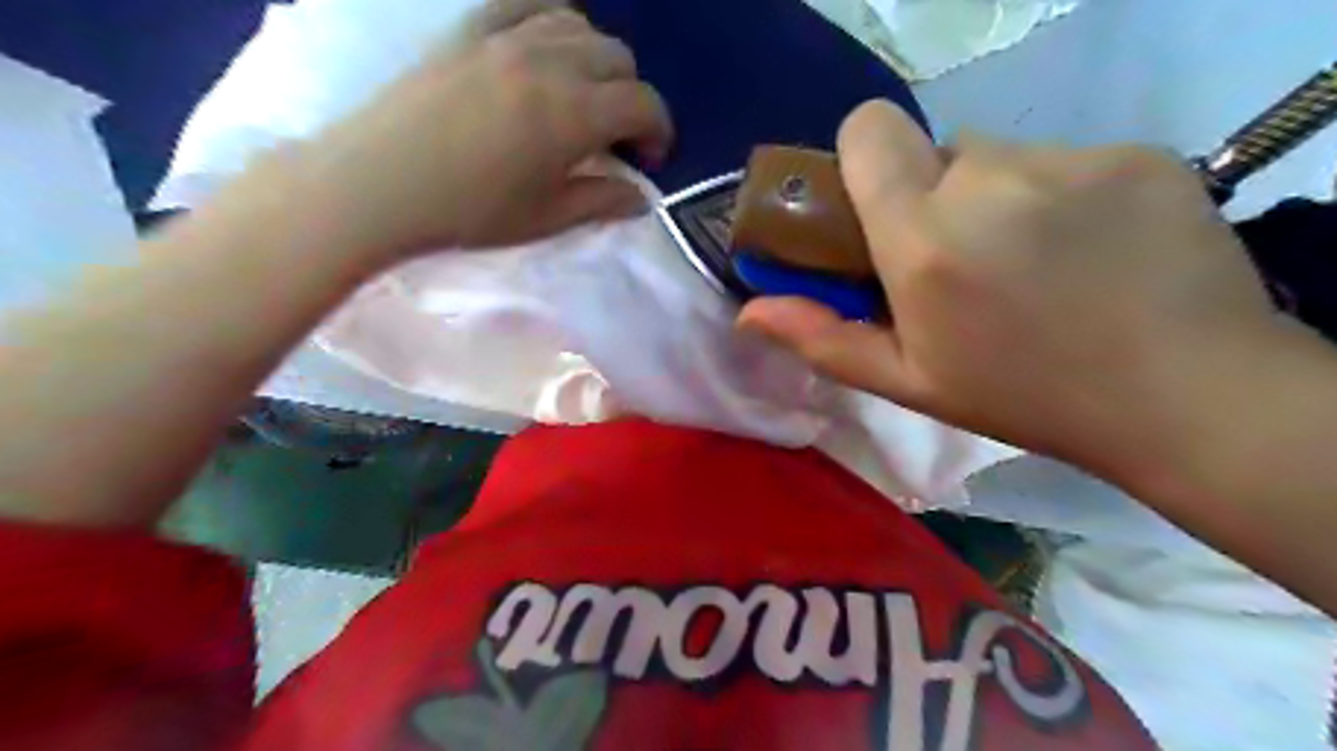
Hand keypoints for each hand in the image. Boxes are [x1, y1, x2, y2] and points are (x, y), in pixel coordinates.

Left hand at [284, 1, 675, 260]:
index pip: (642, 104)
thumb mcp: (546, 219)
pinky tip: (548, 48)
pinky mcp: (471, 28)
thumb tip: (641, 197)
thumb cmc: (469, 211)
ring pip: (580, 25)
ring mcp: (507, 37)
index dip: (659, 131)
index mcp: (573, 114)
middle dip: (632, 97)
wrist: (379, 183)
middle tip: (616, 136)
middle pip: (618, 58)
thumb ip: (602, 202)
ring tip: (584, 95)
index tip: (650, 160)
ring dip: (597, 60)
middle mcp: (549, 62)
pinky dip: (552, 21)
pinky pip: (527, 3)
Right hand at [741, 101, 1282, 479]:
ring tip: (1032, 261)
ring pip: (1001, 157)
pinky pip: (1067, 159)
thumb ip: (823, 337)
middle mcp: (988, 182)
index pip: (868, 132)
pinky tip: (1091, 251)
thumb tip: (747, 313)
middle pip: (936, 152)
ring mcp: (1070, 161)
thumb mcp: (909, 381)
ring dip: (997, 197)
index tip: (878, 204)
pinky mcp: (1135, 155)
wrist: (1184, 395)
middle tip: (965, 259)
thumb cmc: (1023, 397)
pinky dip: (1062, 196)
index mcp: (923, 239)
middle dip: (935, 196)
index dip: (863, 157)